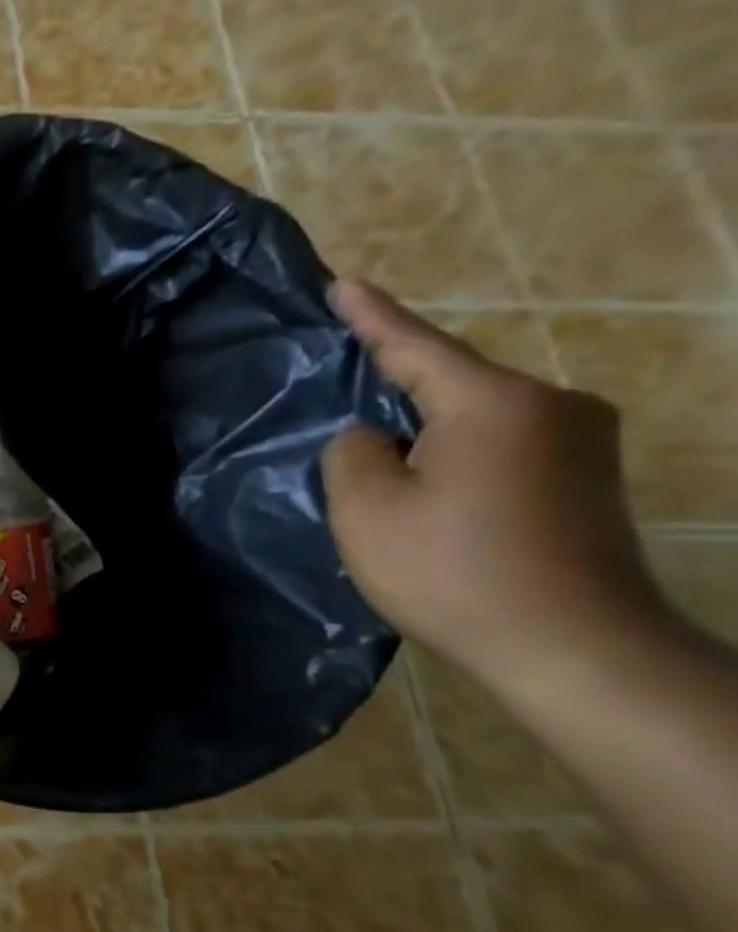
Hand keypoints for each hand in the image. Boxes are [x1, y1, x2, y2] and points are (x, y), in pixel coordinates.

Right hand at [322, 280, 666, 689]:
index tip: (342, 282)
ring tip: (380, 454)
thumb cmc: (453, 570)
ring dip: (426, 428)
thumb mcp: (367, 508)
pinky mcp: (589, 479)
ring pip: (477, 417)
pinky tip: (428, 483)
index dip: (372, 315)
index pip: (416, 346)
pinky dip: (456, 453)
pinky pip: (503, 444)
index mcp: (494, 403)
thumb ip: (351, 452)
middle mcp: (553, 405)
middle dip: (396, 386)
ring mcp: (582, 443)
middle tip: (345, 388)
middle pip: (451, 382)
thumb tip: (371, 436)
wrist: (575, 648)